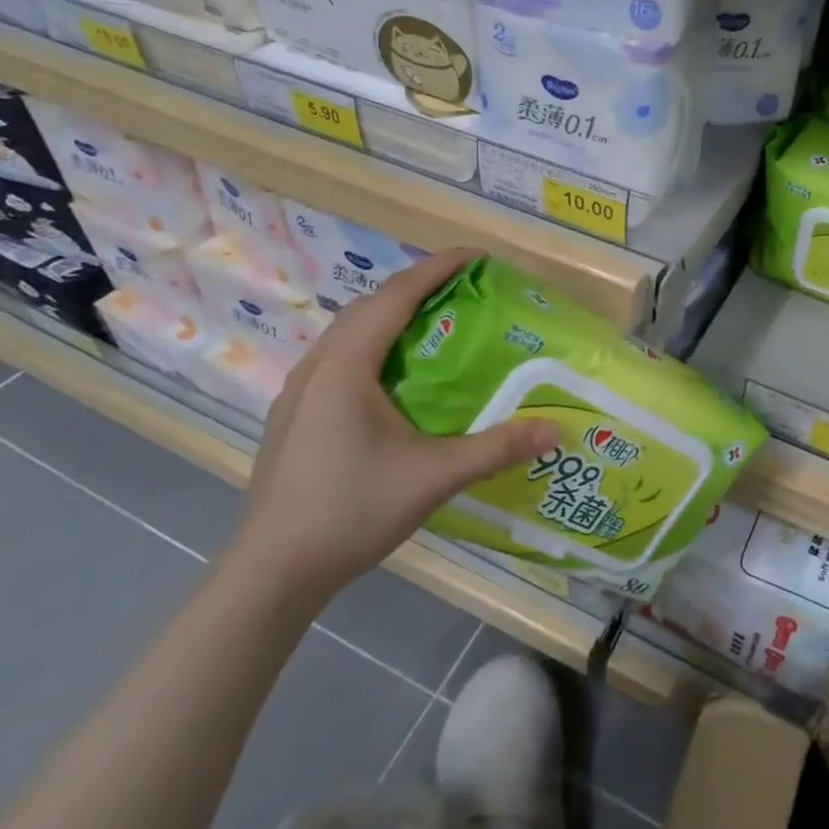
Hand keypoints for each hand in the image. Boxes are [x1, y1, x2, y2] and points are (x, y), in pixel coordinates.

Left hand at [226, 250, 557, 605]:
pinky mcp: (292, 417)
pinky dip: (370, 344)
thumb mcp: (433, 477)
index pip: (395, 297)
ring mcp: (297, 393)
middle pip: (368, 307)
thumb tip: (556, 430)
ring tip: (430, 323)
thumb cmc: (352, 510)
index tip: (475, 257)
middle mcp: (317, 367)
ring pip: (347, 332)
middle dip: (415, 287)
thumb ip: (496, 449)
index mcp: (346, 367)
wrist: (272, 572)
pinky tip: (389, 377)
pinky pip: (337, 358)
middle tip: (461, 289)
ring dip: (388, 315)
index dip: (436, 269)